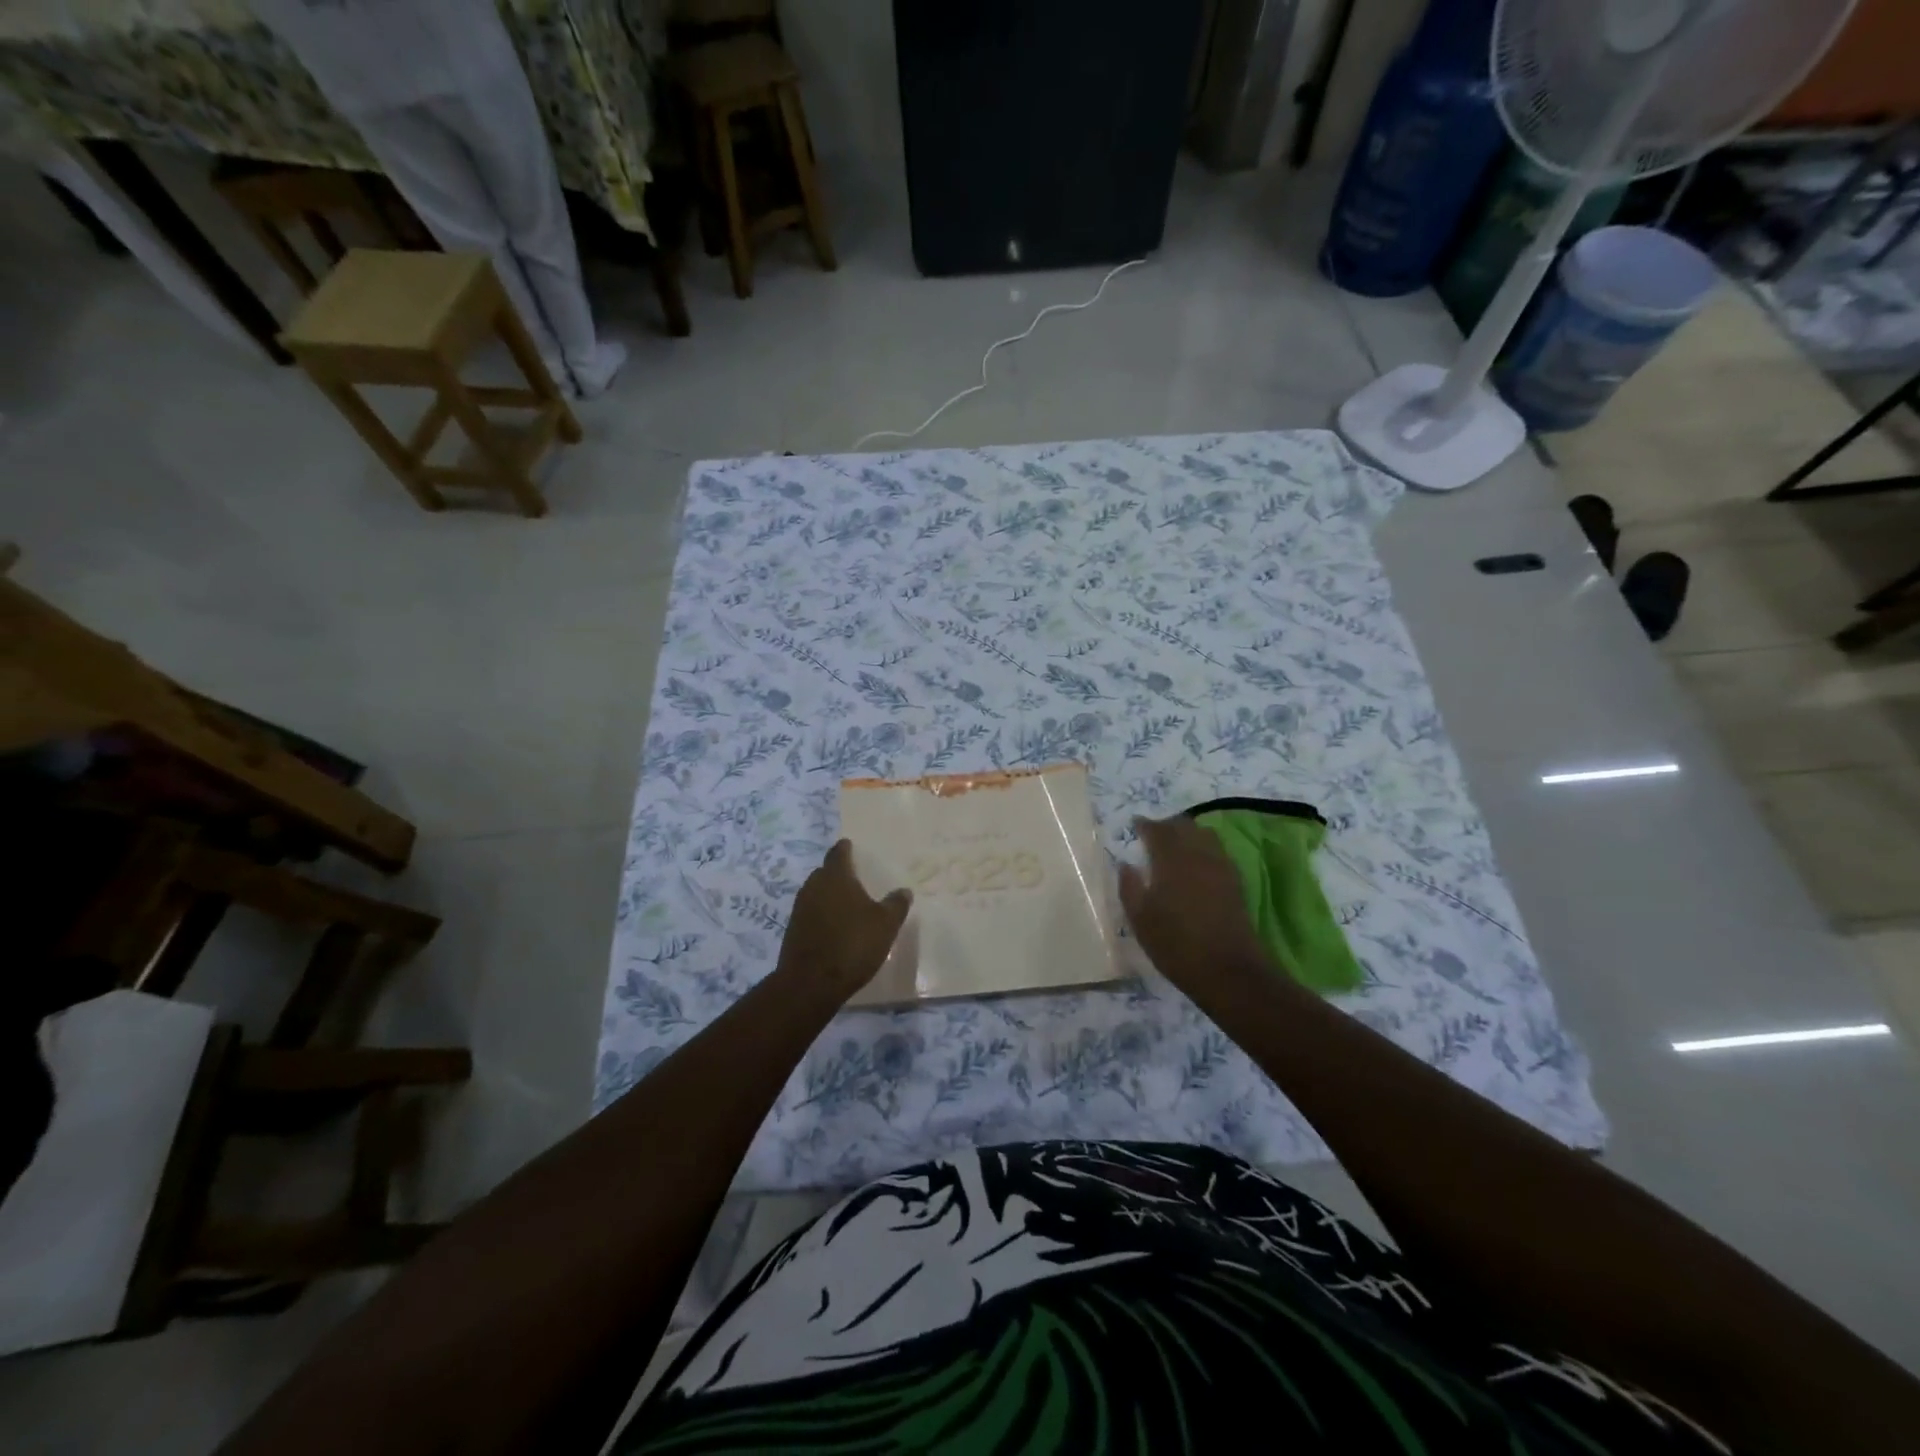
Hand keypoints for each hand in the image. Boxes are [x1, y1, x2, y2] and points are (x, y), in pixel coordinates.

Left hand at [776, 840, 911, 1004]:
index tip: (851, 846)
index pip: (838, 853)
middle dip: (838, 873)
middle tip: (855, 877)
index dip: (846, 849)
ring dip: (829, 895)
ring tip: (848, 903)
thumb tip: (904, 891)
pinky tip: (835, 927)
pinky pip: (811, 913)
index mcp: (835, 877)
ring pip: (816, 893)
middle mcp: (813, 886)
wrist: (810, 983)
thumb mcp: (885, 925)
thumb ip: (896, 905)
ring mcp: (799, 909)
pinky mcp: (793, 930)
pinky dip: (822, 914)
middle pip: (825, 872)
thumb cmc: (852, 945)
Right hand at [1118, 815, 1274, 997]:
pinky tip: (1196, 863)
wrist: (1227, 970)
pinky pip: (1217, 851)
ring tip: (1175, 845)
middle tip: (1153, 834)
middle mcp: (1197, 855)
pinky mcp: (1235, 881)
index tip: (1135, 824)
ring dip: (1188, 833)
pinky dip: (1204, 847)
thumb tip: (1126, 864)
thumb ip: (1129, 887)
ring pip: (1204, 834)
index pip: (1157, 830)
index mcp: (1171, 860)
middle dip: (1166, 825)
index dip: (1145, 825)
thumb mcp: (1140, 920)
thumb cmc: (1176, 945)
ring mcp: (1220, 866)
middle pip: (1183, 826)